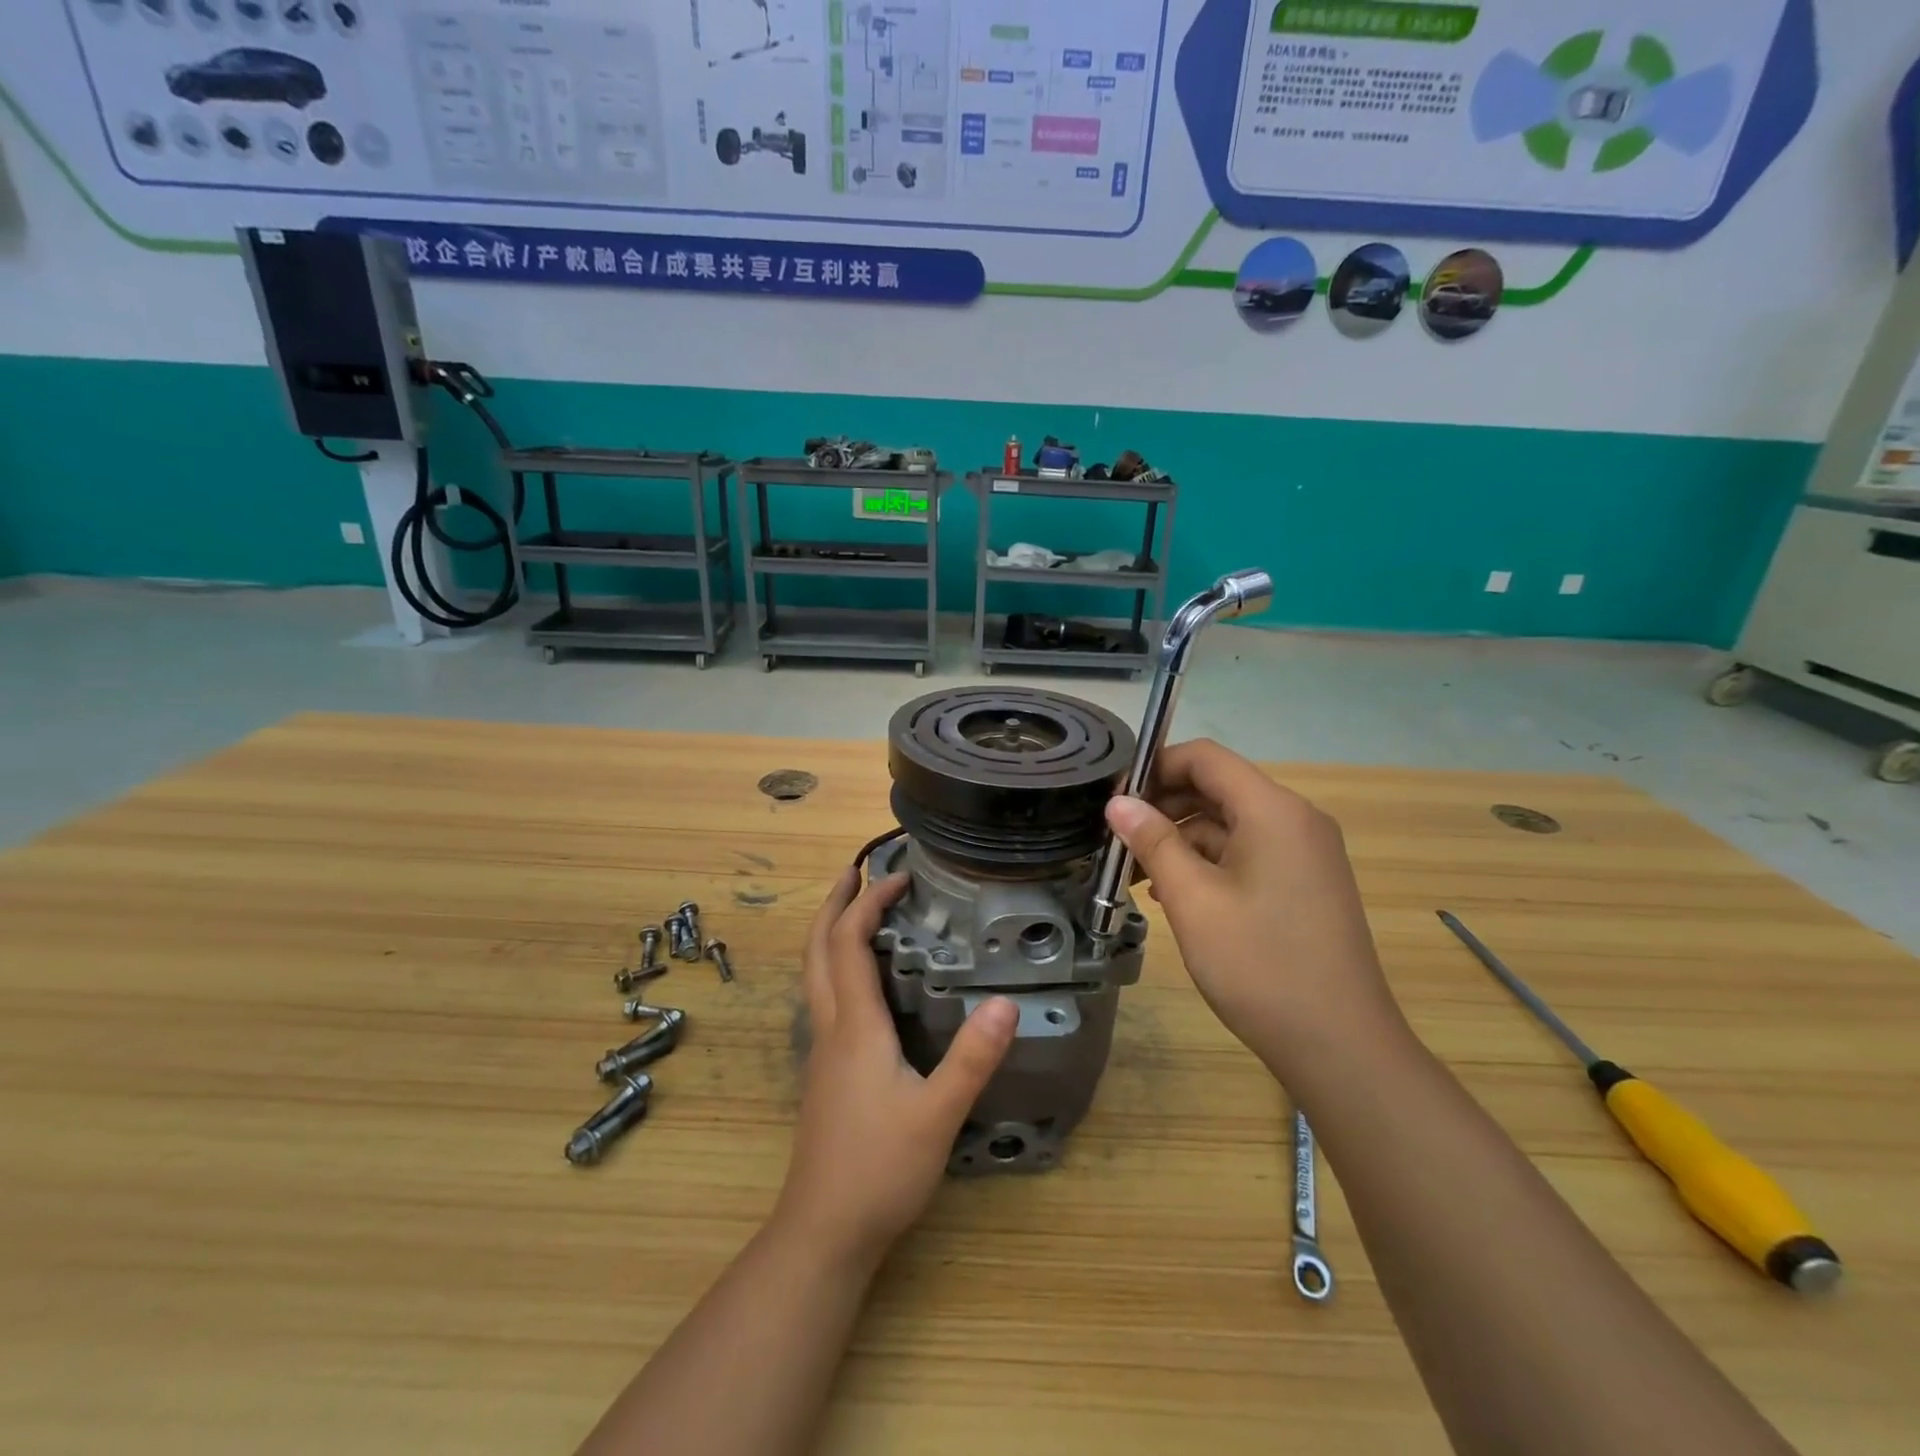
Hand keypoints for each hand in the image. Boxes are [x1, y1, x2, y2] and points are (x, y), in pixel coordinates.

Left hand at [776, 868, 1017, 1268]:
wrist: (824, 1232)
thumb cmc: (880, 1169)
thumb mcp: (938, 1114)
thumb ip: (973, 1058)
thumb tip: (1006, 1002)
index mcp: (855, 1025)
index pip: (849, 944)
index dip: (868, 903)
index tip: (898, 876)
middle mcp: (831, 1028)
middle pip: (817, 950)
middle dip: (833, 904)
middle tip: (854, 871)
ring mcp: (822, 1052)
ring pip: (814, 974)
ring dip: (830, 933)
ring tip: (855, 911)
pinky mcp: (826, 1073)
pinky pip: (824, 998)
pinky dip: (836, 966)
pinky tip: (862, 982)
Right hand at [1105, 739, 1406, 1074]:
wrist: (1341, 1047)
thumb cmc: (1260, 965)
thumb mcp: (1193, 901)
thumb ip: (1154, 842)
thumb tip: (1118, 802)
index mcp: (1273, 810)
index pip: (1205, 758)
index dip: (1155, 768)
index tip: (1115, 800)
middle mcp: (1295, 819)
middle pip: (1217, 788)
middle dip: (1163, 808)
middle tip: (1118, 841)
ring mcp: (1305, 853)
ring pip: (1229, 824)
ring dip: (1182, 840)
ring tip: (1138, 876)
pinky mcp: (1304, 883)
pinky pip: (1248, 853)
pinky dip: (1208, 864)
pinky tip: (1176, 897)